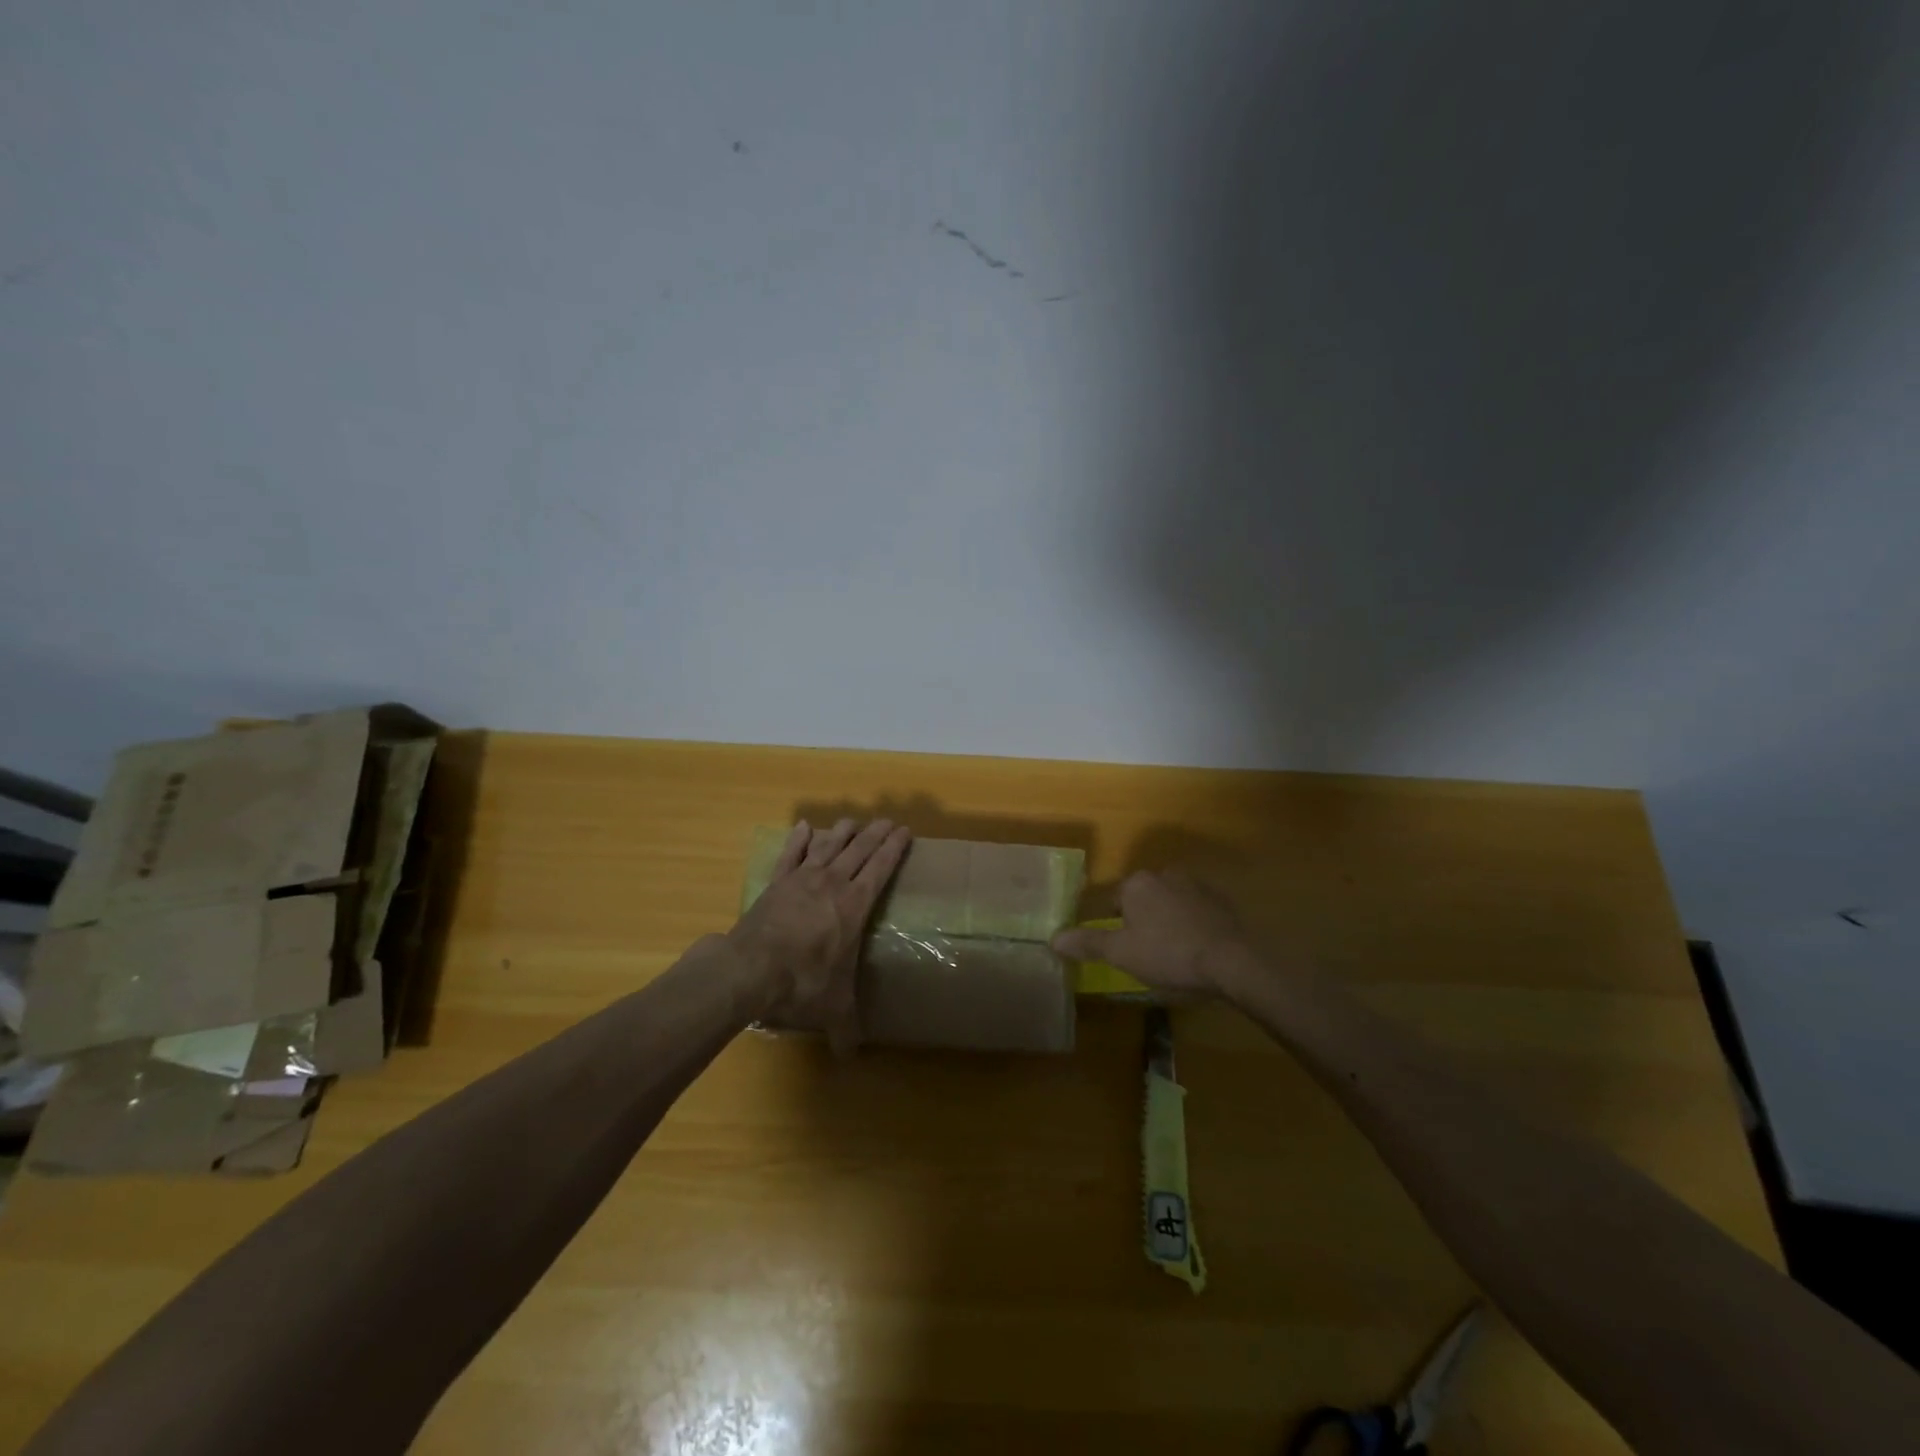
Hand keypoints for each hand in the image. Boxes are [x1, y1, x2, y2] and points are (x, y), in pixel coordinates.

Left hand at [727, 818, 911, 1052]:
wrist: (749, 969)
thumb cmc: (802, 983)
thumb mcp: (832, 1007)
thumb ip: (845, 1028)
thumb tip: (850, 1057)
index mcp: (854, 905)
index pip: (881, 868)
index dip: (894, 847)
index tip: (904, 831)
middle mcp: (833, 883)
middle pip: (859, 849)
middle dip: (876, 834)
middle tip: (887, 821)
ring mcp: (802, 879)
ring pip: (828, 845)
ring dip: (842, 831)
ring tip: (852, 821)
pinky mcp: (776, 883)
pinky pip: (791, 854)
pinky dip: (799, 839)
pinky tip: (804, 826)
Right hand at [1050, 869, 1249, 994]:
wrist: (1232, 961)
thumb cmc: (1169, 954)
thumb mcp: (1121, 953)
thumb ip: (1087, 943)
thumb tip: (1053, 938)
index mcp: (1136, 884)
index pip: (1113, 901)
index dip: (1114, 927)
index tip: (1122, 949)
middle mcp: (1164, 874)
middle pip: (1142, 899)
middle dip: (1141, 921)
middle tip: (1146, 953)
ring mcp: (1196, 885)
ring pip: (1169, 902)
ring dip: (1167, 920)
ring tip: (1173, 953)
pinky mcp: (1221, 900)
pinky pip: (1196, 910)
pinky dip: (1192, 924)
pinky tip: (1197, 948)